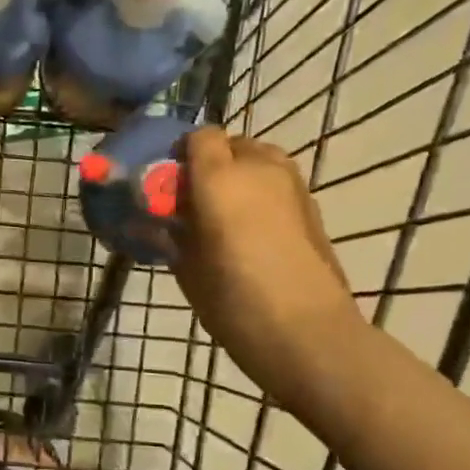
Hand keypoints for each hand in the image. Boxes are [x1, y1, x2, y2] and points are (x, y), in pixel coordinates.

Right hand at [174, 128, 362, 400]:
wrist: (306, 332)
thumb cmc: (234, 300)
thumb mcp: (186, 268)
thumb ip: (170, 234)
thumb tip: (156, 221)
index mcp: (220, 177)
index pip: (199, 137)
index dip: (180, 154)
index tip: (167, 183)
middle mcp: (260, 168)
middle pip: (232, 144)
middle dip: (211, 163)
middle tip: (193, 201)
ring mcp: (293, 185)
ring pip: (260, 161)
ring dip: (238, 176)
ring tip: (223, 214)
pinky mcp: (313, 208)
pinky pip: (278, 184)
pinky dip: (260, 194)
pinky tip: (250, 231)